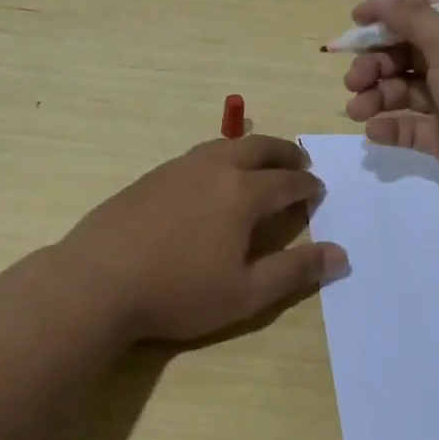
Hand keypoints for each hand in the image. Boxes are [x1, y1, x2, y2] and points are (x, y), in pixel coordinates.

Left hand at [57, 135, 346, 342]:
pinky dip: (220, 156)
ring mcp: (178, 168)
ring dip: (251, 149)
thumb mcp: (245, 294)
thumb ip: (294, 272)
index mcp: (241, 193)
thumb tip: (340, 254)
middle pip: (258, 148)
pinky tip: (211, 176)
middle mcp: (213, 169)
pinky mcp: (151, 176)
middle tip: (299, 162)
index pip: (286, 181)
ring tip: (260, 162)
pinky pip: (197, 154)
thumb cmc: (177, 292)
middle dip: (284, 153)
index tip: (318, 189)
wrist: (97, 281)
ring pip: (225, 145)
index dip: (307, 185)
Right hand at [342, 0, 438, 212]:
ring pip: (404, 90)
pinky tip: (374, 132)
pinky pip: (410, 126)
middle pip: (407, 51)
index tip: (355, 20)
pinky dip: (389, 127)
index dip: (389, 10)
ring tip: (356, 110)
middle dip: (375, 62)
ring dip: (375, 95)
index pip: (425, 8)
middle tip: (354, 79)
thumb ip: (412, 19)